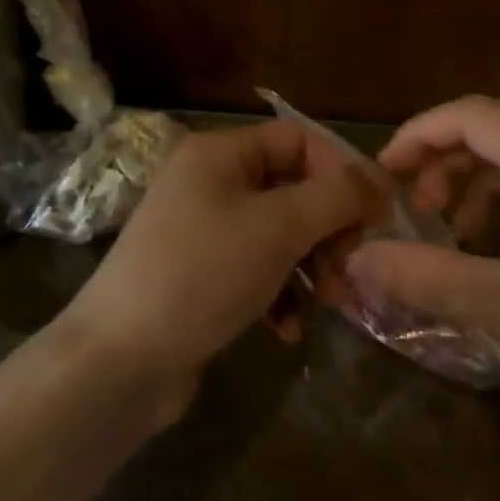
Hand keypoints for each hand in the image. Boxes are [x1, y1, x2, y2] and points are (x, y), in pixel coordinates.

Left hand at [57, 121, 380, 423]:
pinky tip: (287, 329)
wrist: (119, 361)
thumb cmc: (203, 274)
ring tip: (328, 299)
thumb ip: (336, 197)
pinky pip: (253, 269)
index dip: (341, 171)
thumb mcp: (278, 227)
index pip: (297, 140)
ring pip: (276, 232)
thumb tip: (380, 180)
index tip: (375, 217)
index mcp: (219, 153)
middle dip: (327, 225)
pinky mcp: (197, 275)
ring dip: (309, 262)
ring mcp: (199, 230)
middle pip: (290, 186)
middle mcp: (207, 181)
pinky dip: (278, 292)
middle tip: (350, 265)